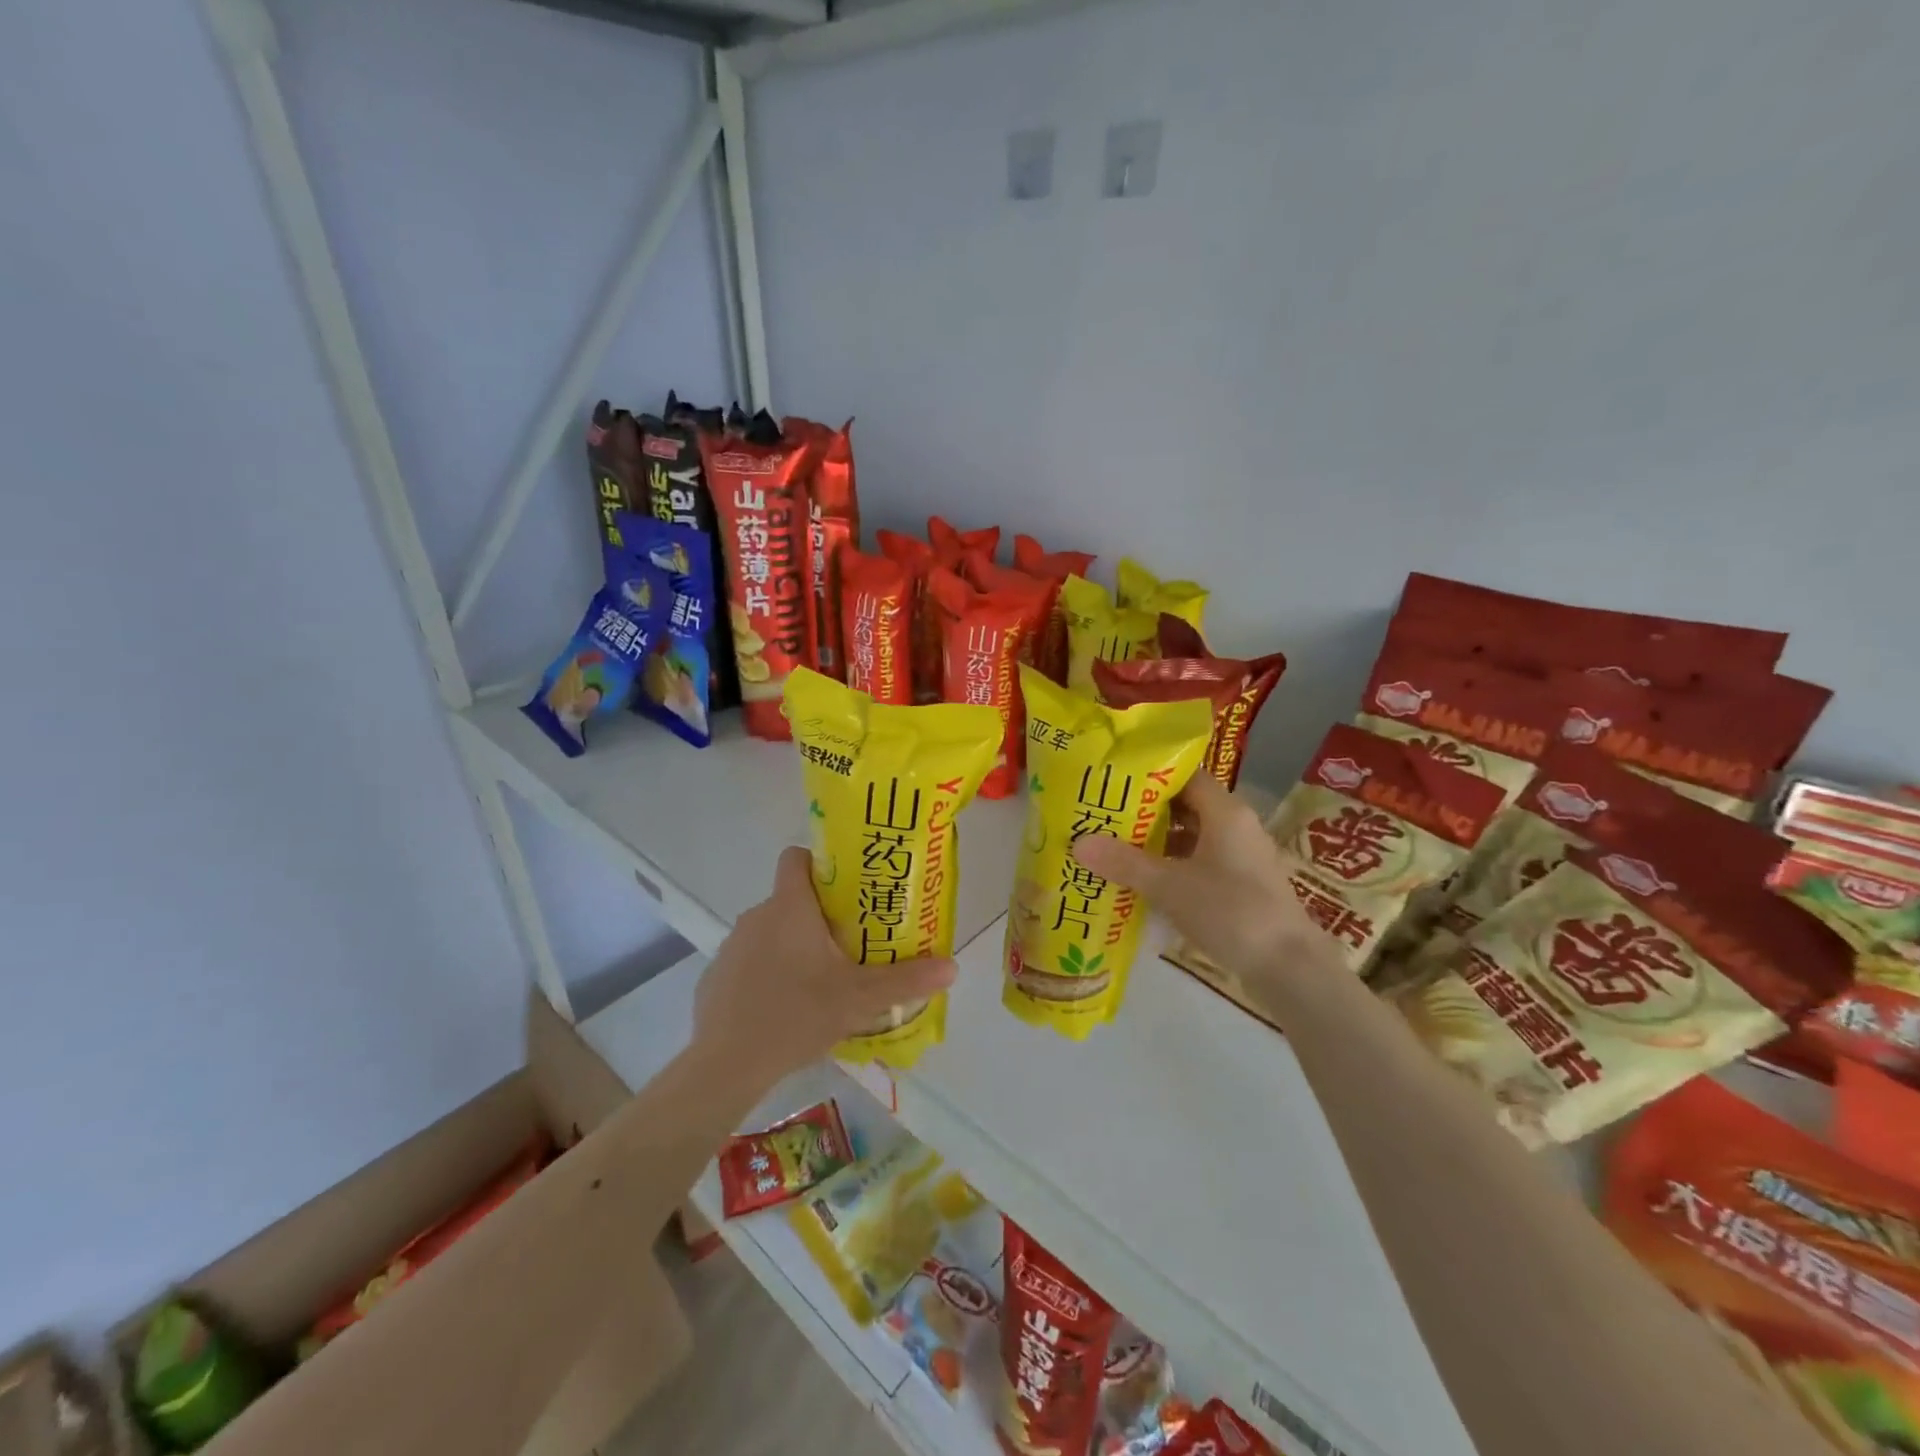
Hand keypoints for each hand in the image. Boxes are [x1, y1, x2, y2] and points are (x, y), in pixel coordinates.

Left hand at [692, 846, 956, 1091]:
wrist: (726, 1064)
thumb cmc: (796, 1014)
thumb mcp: (859, 999)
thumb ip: (906, 980)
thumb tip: (952, 966)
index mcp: (790, 907)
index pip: (797, 856)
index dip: (821, 862)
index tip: (847, 886)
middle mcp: (757, 915)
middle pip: (792, 898)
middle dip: (820, 914)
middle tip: (852, 941)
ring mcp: (733, 945)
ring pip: (772, 931)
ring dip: (794, 945)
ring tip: (822, 979)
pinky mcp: (717, 975)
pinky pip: (751, 960)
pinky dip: (768, 972)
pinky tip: (785, 1007)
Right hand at [1073, 771, 1323, 981]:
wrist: (1289, 968)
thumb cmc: (1232, 912)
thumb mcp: (1170, 886)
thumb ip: (1124, 863)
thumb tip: (1078, 842)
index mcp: (1225, 811)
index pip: (1185, 774)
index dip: (1150, 774)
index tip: (1113, 779)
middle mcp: (1236, 825)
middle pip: (1186, 805)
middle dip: (1145, 809)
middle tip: (1103, 813)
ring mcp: (1241, 856)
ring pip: (1192, 836)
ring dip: (1157, 840)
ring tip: (1113, 844)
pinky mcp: (1241, 884)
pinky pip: (1199, 861)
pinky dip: (1172, 865)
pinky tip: (1143, 879)